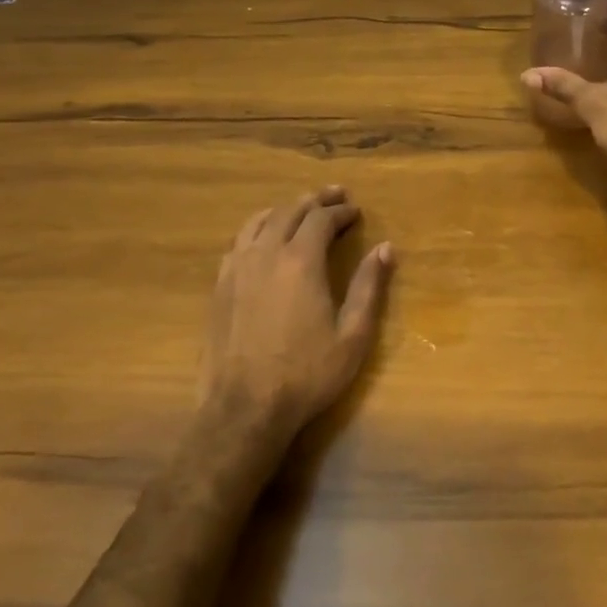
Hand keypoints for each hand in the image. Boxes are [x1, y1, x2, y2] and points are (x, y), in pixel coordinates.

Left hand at [201, 187, 393, 439]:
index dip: (341, 211)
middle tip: (335, 195)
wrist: (243, 410)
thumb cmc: (306, 374)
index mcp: (301, 261)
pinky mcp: (219, 286)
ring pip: (260, 221)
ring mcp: (237, 268)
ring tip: (300, 208)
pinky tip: (263, 237)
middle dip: (315, 200)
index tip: (356, 211)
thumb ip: (368, 287)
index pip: (321, 219)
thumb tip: (386, 248)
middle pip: (290, 211)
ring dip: (284, 209)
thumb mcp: (352, 336)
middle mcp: (267, 254)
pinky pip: (238, 241)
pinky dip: (257, 228)